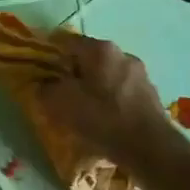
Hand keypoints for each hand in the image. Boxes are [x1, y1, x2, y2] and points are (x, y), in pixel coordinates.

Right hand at [33, 34, 181, 176]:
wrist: (151, 148)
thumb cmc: (104, 120)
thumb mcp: (63, 105)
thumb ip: (47, 90)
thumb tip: (43, 84)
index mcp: (100, 50)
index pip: (66, 41)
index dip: (48, 53)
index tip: (38, 69)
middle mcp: (122, 54)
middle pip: (88, 57)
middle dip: (71, 71)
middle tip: (57, 91)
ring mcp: (139, 73)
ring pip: (105, 74)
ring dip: (91, 86)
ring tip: (80, 107)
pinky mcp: (149, 93)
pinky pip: (119, 89)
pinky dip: (107, 98)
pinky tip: (102, 117)